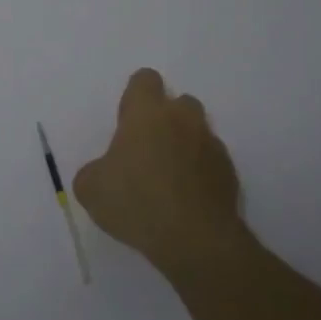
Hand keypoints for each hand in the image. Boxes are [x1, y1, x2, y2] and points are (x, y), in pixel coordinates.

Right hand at [73, 68, 245, 273]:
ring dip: (185, 144)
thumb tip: (104, 172)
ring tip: (169, 176)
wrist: (195, 240)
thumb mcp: (90, 189)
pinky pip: (211, 161)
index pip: (145, 79)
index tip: (127, 121)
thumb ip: (94, 170)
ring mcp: (211, 145)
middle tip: (148, 148)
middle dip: (166, 118)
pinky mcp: (230, 173)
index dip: (135, 96)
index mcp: (146, 114)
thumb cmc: (136, 202)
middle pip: (179, 102)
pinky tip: (187, 198)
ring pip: (198, 131)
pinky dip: (200, 172)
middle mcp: (182, 120)